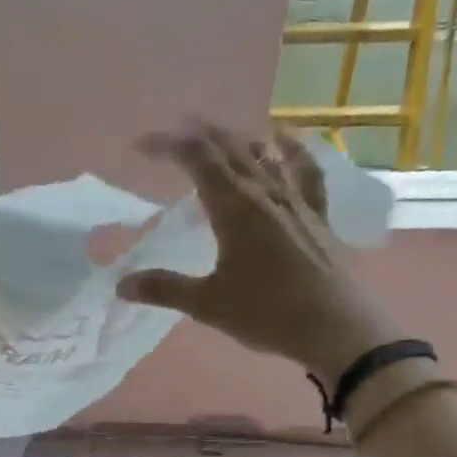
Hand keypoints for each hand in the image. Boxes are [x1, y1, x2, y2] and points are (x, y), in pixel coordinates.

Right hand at [116, 122, 398, 382]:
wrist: (335, 327)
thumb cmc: (267, 313)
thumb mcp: (208, 304)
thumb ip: (165, 288)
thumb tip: (121, 284)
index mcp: (235, 209)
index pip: (197, 160)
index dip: (168, 146)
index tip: (140, 147)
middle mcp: (265, 193)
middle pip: (229, 149)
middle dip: (199, 133)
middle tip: (174, 128)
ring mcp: (295, 200)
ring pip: (263, 154)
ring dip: (235, 139)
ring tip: (216, 134)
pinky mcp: (316, 214)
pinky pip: (304, 171)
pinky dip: (292, 150)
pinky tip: (285, 138)